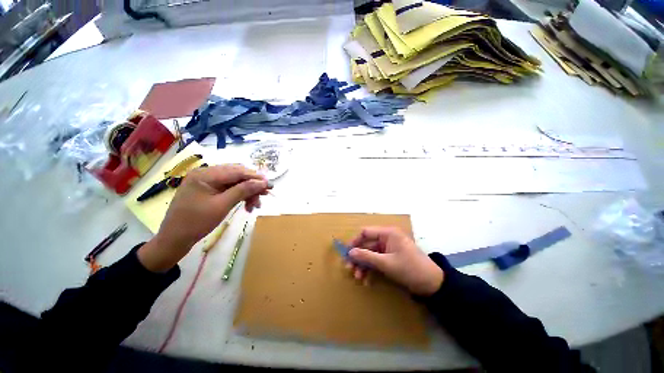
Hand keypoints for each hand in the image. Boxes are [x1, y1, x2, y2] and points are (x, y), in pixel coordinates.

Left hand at [138, 164, 269, 271]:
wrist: (174, 239)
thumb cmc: (196, 222)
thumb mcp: (222, 206)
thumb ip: (243, 191)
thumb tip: (262, 182)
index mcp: (205, 175)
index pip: (236, 171)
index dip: (255, 177)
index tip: (270, 185)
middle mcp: (206, 173)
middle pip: (237, 175)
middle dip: (252, 185)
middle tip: (265, 195)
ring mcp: (207, 181)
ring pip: (235, 182)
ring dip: (247, 192)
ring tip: (255, 205)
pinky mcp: (208, 189)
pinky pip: (229, 188)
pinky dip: (239, 195)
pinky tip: (247, 205)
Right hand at [348, 227, 443, 295]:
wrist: (432, 284)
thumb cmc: (410, 269)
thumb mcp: (386, 263)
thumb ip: (367, 257)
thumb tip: (350, 252)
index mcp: (388, 233)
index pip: (366, 232)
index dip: (355, 241)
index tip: (346, 253)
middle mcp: (387, 238)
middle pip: (367, 244)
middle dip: (358, 257)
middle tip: (349, 268)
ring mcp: (389, 249)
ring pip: (371, 254)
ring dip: (363, 265)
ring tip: (358, 277)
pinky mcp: (391, 258)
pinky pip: (377, 261)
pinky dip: (371, 269)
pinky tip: (367, 280)